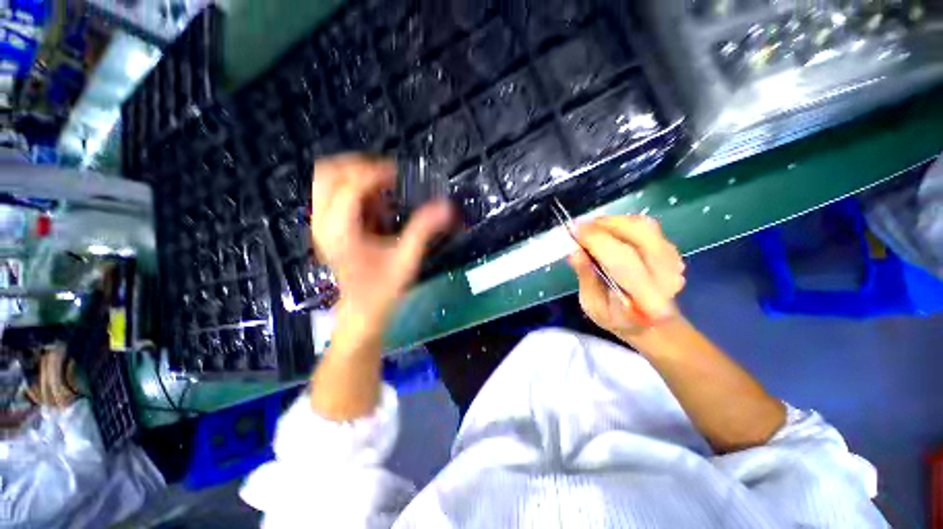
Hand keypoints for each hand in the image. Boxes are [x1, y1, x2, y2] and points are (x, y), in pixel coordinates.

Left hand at [311, 155, 452, 333]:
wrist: (361, 311)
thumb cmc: (382, 289)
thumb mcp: (407, 259)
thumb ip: (424, 230)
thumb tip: (446, 207)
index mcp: (341, 230)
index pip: (351, 186)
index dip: (375, 174)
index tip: (399, 175)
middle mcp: (324, 223)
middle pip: (327, 173)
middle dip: (358, 166)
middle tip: (387, 175)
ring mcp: (322, 224)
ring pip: (327, 181)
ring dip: (356, 177)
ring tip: (383, 190)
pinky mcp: (328, 228)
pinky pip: (335, 194)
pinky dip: (355, 191)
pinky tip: (376, 206)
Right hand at [568, 215, 685, 339]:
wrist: (653, 323)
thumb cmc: (618, 318)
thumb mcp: (593, 305)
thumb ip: (586, 278)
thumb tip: (575, 252)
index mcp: (645, 297)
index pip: (622, 260)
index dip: (597, 240)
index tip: (573, 231)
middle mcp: (666, 275)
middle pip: (638, 234)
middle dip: (604, 226)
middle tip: (581, 229)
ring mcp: (673, 260)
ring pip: (642, 226)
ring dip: (613, 222)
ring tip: (592, 230)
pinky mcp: (672, 249)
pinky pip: (645, 226)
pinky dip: (622, 224)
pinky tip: (608, 233)